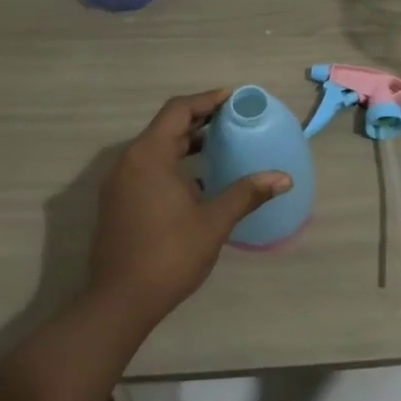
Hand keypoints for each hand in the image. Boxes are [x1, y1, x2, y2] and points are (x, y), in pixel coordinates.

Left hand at [88, 89, 290, 323]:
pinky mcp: (117, 202)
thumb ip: (247, 193)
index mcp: (149, 156)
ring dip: (187, 143)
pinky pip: (148, 169)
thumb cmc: (169, 255)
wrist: (120, 301)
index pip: (178, 110)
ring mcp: (119, 183)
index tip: (235, 99)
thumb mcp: (214, 222)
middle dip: (200, 120)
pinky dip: (173, 164)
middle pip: (166, 127)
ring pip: (156, 149)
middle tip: (234, 120)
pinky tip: (199, 181)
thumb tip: (283, 178)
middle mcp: (129, 162)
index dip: (208, 100)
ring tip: (221, 146)